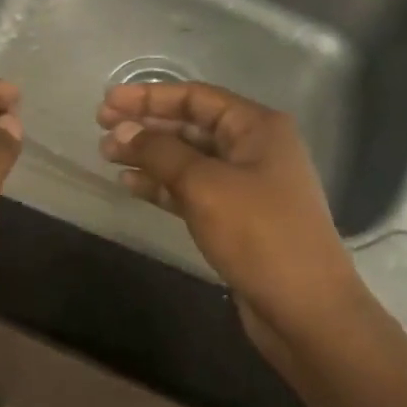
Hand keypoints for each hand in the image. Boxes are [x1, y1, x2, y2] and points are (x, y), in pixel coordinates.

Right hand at [98, 81, 362, 359]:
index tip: (107, 102)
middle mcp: (253, 148)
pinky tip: (130, 184)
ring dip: (148, 155)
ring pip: (187, 158)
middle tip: (101, 128)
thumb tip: (122, 130)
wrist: (305, 309)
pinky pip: (191, 189)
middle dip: (145, 125)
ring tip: (107, 156)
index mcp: (256, 127)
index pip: (195, 98)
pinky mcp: (235, 217)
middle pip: (190, 125)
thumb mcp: (204, 185)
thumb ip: (160, 152)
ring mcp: (245, 185)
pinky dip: (161, 185)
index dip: (148, 96)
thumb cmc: (259, 234)